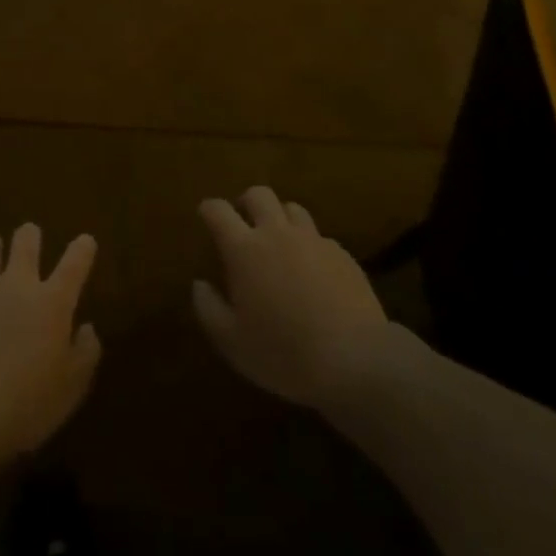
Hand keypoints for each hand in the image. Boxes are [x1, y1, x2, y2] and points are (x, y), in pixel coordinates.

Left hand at [0, 224, 100, 464]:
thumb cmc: (28, 403)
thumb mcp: (72, 387)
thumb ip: (86, 353)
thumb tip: (87, 329)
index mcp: (53, 301)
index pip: (74, 262)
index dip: (83, 248)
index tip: (86, 241)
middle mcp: (18, 284)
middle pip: (25, 241)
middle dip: (30, 235)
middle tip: (31, 236)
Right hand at [192, 186, 390, 410]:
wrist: (355, 360)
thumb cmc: (284, 353)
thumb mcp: (232, 342)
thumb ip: (209, 308)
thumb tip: (199, 284)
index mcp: (244, 249)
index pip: (219, 211)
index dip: (209, 209)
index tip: (205, 214)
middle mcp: (277, 233)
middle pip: (259, 194)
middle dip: (247, 202)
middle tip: (244, 222)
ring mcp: (313, 240)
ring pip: (292, 209)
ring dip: (280, 218)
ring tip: (280, 241)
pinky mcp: (342, 254)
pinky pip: (320, 237)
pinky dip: (310, 245)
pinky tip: (313, 270)